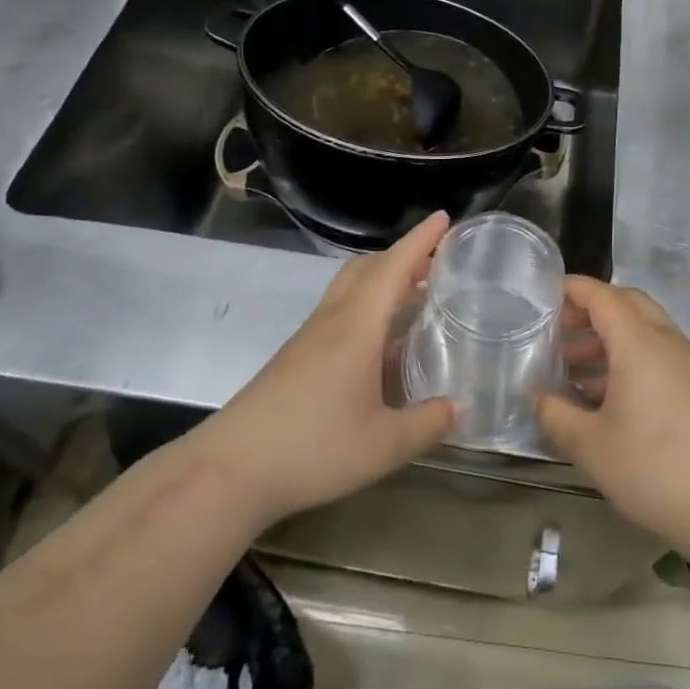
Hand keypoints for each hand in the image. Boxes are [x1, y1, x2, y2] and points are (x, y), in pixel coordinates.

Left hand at [188, 212, 455, 530]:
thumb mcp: (383, 446)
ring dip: (383, 280)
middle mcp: (333, 320)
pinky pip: (338, 313)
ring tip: (415, 296)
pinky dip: (366, 307)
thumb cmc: (312, 448)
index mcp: (357, 326)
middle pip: (368, 268)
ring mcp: (309, 337)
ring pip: (350, 288)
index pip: (394, 267)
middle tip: (436, 261)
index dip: (420, 240)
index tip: (443, 217)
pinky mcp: (295, 358)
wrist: (229, 471)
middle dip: (402, 256)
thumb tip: (460, 406)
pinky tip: (380, 344)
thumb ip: (427, 424)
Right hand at [537, 276, 689, 547]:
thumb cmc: (654, 468)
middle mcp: (664, 340)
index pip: (601, 295)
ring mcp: (685, 362)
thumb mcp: (590, 446)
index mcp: (638, 341)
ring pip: (642, 328)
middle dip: (590, 308)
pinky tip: (604, 395)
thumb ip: (556, 415)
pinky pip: (655, 352)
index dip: (571, 289)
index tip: (542, 297)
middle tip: (559, 330)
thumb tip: (538, 398)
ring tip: (572, 367)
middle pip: (626, 303)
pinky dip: (627, 356)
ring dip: (608, 336)